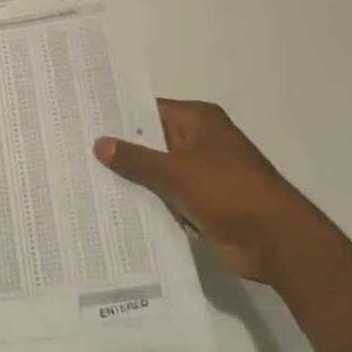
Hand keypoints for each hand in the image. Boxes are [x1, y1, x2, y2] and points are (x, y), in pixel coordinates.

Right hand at [95, 100, 324, 284]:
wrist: (275, 240)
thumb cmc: (229, 192)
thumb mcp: (177, 171)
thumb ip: (137, 159)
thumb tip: (99, 142)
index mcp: (198, 121)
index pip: (150, 110)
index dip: (119, 117)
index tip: (84, 121)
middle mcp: (199, 142)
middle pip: (152, 141)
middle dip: (121, 150)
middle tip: (75, 151)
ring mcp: (201, 174)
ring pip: (158, 172)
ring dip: (133, 180)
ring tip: (85, 180)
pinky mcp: (202, 204)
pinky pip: (167, 197)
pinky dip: (148, 202)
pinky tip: (115, 208)